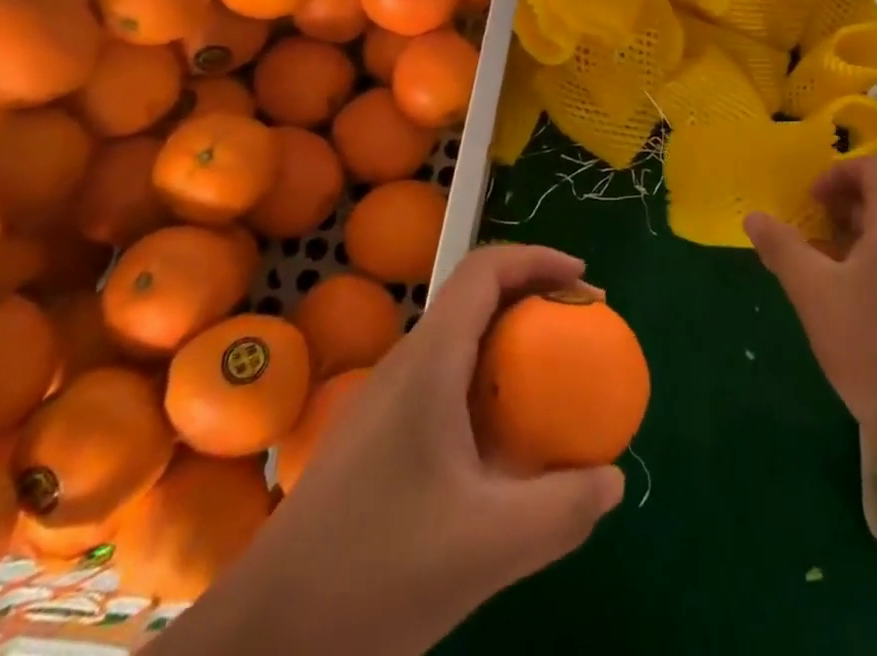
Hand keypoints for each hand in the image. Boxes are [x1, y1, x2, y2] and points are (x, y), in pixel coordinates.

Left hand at [255, 244, 624, 655]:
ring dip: (509, 344)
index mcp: (429, 362)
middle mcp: (404, 365)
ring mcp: (383, 401)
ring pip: (457, 342)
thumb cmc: (374, 575)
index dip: (539, 259)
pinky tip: (500, 448)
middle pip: (474, 298)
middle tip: (580, 332)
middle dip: (533, 299)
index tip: (586, 283)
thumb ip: (562, 510)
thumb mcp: (487, 548)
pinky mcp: (374, 437)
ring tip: (550, 385)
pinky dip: (485, 386)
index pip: (484, 270)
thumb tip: (612, 479)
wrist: (263, 640)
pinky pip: (442, 383)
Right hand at [745, 155, 876, 451]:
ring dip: (849, 238)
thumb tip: (753, 216)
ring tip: (816, 266)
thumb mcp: (813, 292)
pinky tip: (841, 301)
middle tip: (805, 230)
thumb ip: (782, 248)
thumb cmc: (870, 345)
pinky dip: (866, 265)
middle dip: (839, 207)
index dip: (840, 172)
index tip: (810, 199)